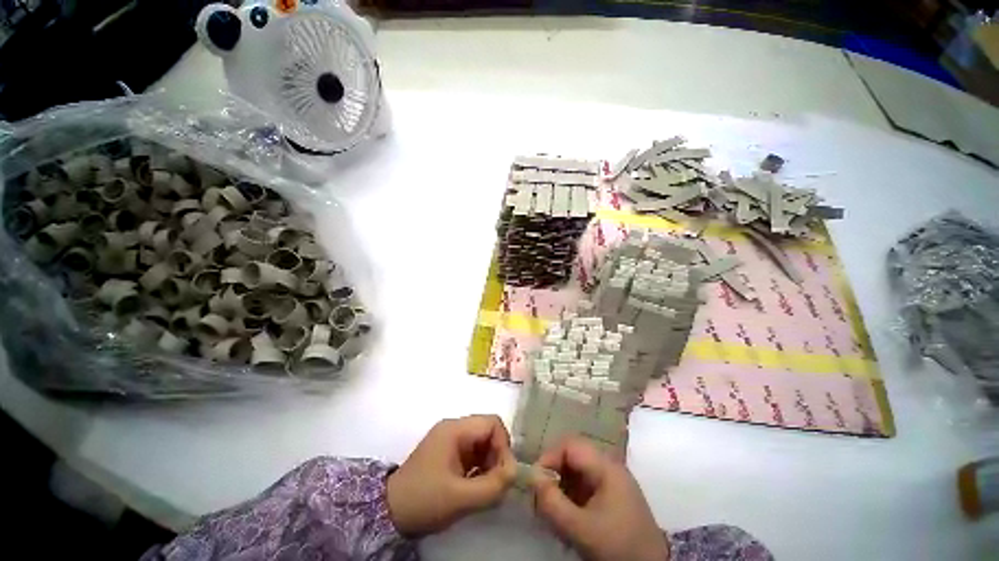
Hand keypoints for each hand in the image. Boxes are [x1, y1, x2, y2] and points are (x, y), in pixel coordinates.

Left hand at [387, 415, 515, 536]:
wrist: (389, 513)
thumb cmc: (424, 500)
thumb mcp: (460, 498)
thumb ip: (492, 486)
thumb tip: (515, 472)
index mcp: (455, 429)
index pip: (492, 423)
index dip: (504, 445)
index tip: (504, 473)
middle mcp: (454, 428)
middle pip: (488, 432)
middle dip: (497, 456)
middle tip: (496, 483)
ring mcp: (450, 439)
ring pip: (482, 443)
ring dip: (490, 464)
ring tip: (486, 487)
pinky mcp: (448, 452)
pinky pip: (473, 453)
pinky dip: (480, 468)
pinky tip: (476, 486)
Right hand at [531, 437, 668, 560]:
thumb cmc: (618, 546)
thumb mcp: (582, 529)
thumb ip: (553, 503)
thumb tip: (532, 477)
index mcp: (606, 466)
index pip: (570, 445)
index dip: (549, 457)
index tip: (535, 480)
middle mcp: (609, 466)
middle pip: (572, 456)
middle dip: (553, 474)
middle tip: (541, 497)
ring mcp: (611, 480)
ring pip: (576, 471)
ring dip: (560, 487)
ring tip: (552, 511)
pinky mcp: (611, 494)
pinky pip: (583, 485)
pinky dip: (570, 496)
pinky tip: (566, 516)